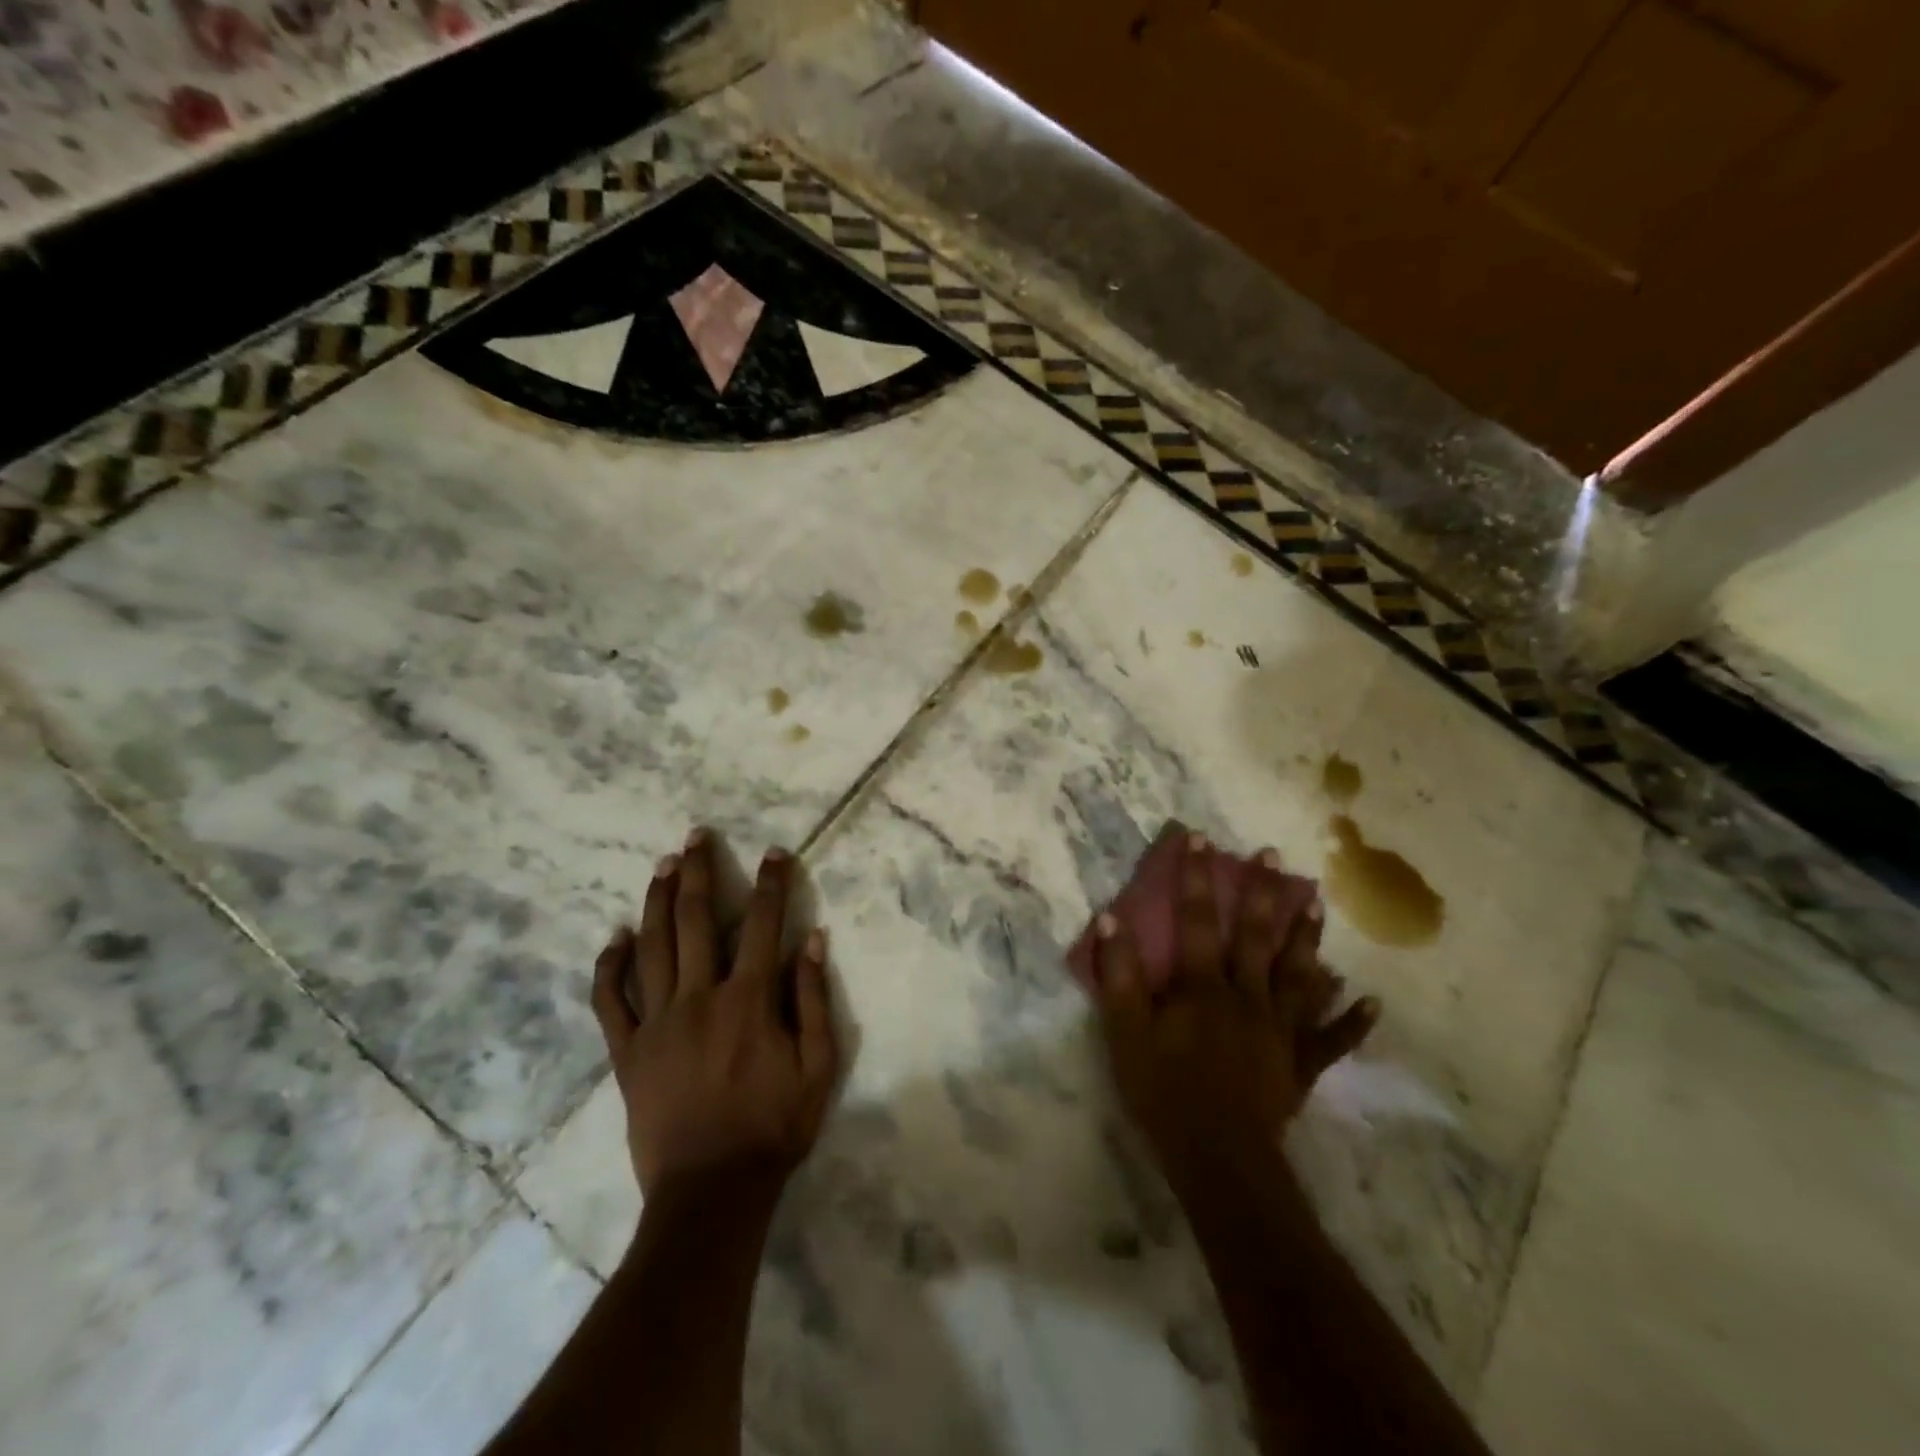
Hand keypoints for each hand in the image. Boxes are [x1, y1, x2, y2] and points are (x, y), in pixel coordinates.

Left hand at [590, 828, 837, 1200]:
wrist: (711, 1192)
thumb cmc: (774, 1127)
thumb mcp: (818, 1066)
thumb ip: (815, 999)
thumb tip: (813, 939)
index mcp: (749, 999)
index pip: (764, 924)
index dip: (771, 883)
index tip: (774, 853)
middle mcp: (700, 997)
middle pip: (698, 921)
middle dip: (700, 872)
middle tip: (696, 836)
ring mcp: (657, 1023)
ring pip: (653, 947)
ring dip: (658, 901)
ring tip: (663, 865)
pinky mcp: (627, 1052)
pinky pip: (610, 1001)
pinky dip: (610, 966)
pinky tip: (616, 938)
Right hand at [1092, 832, 1378, 1192]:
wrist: (1219, 1159)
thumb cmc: (1165, 1093)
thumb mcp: (1126, 1034)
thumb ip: (1120, 977)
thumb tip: (1111, 920)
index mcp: (1203, 987)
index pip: (1196, 921)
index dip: (1195, 878)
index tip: (1201, 838)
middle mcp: (1247, 997)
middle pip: (1256, 938)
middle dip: (1262, 894)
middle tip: (1274, 857)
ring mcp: (1279, 1030)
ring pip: (1298, 976)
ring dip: (1308, 940)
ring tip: (1318, 905)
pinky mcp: (1298, 1065)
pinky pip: (1330, 1040)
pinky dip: (1352, 1021)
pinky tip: (1371, 1001)